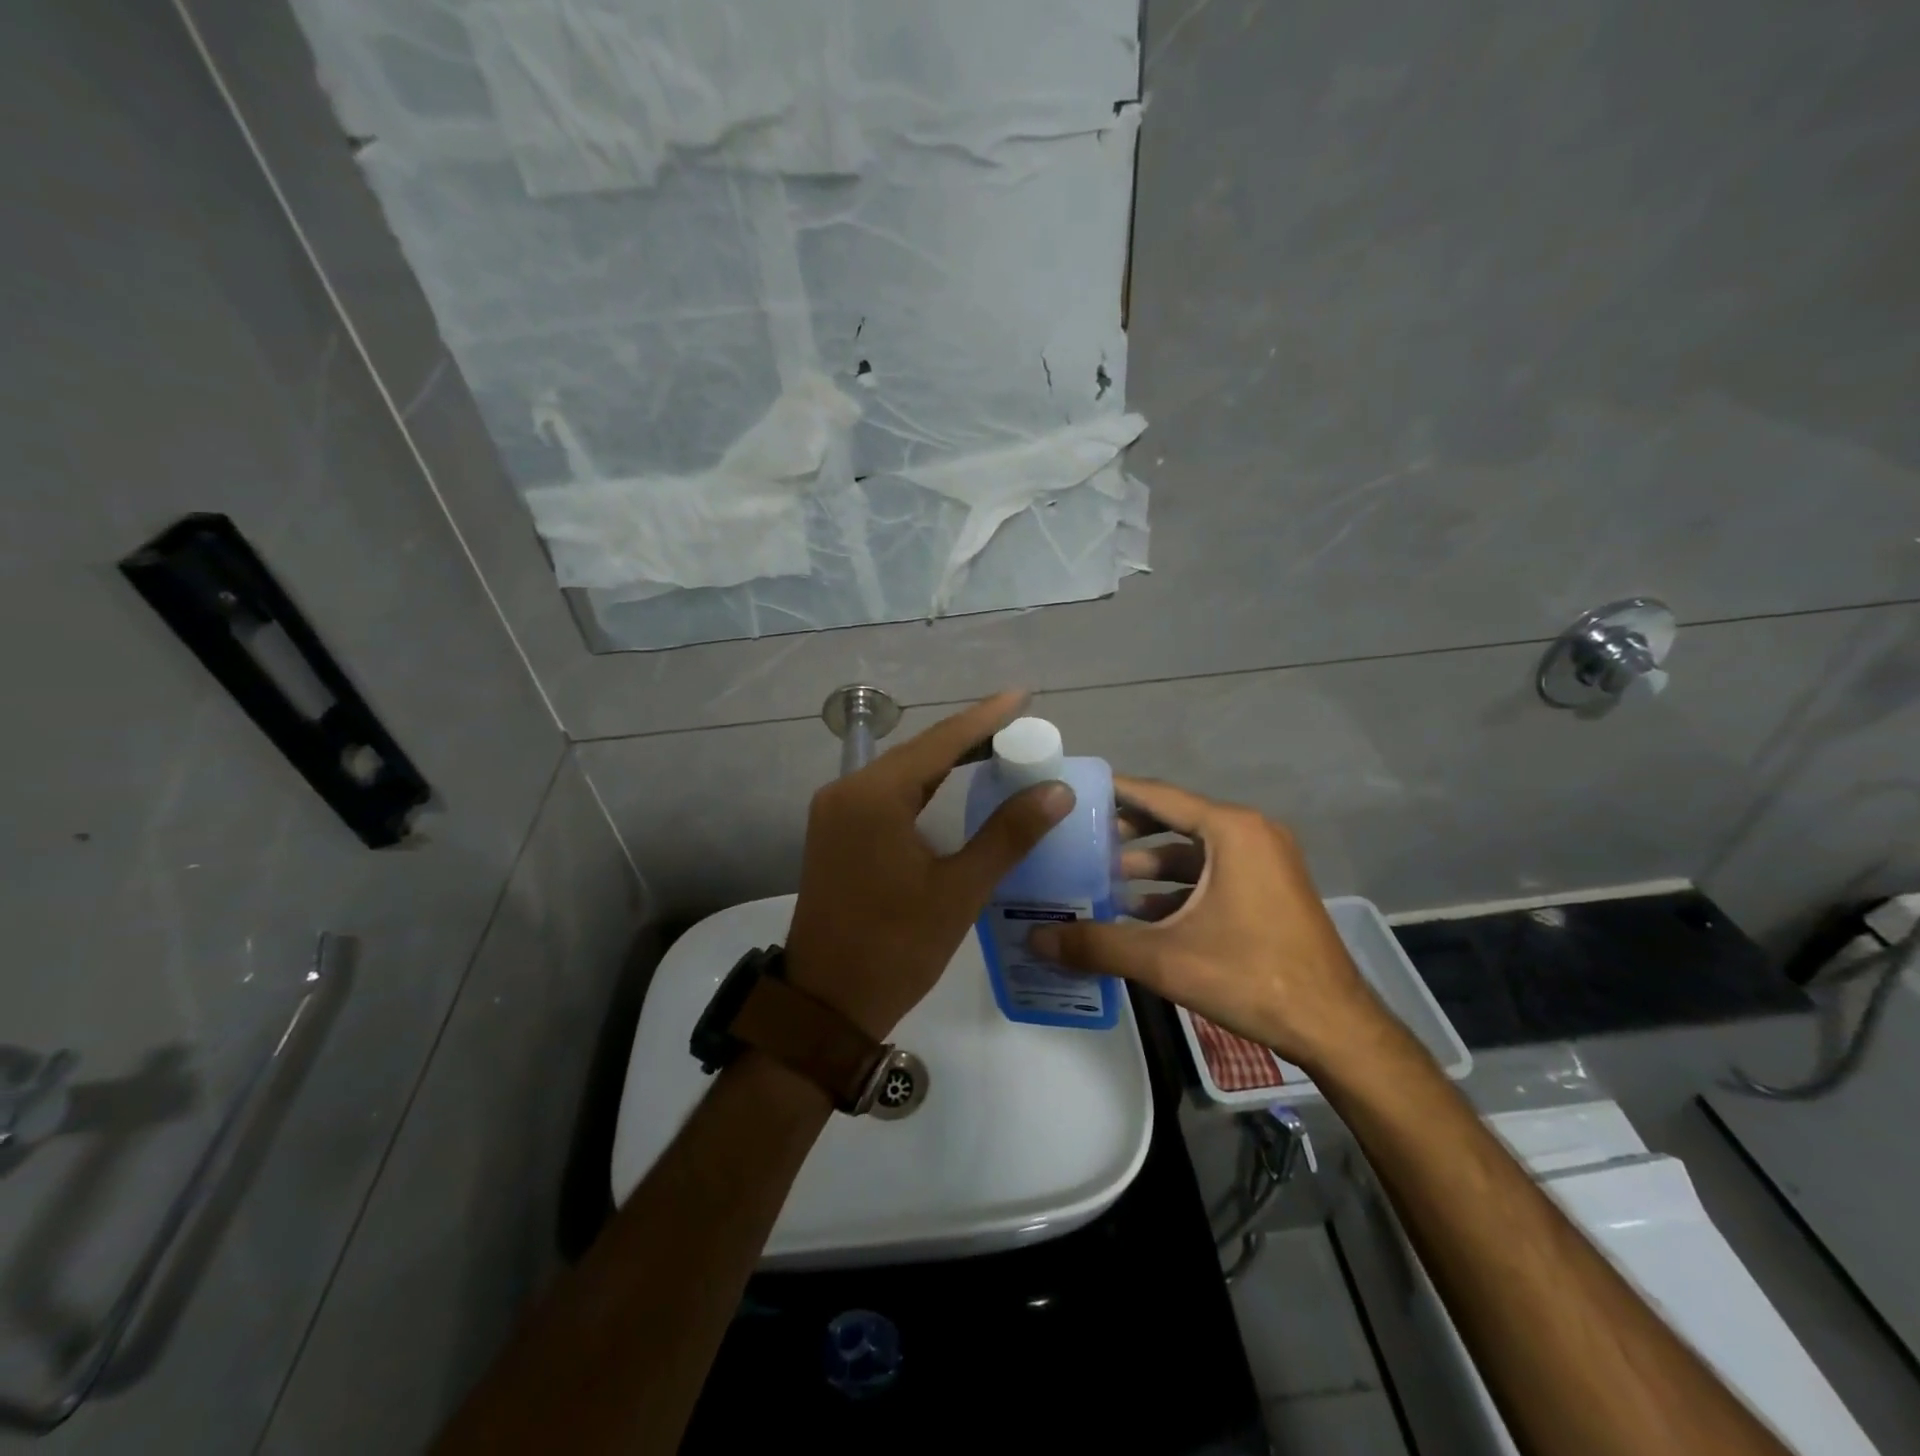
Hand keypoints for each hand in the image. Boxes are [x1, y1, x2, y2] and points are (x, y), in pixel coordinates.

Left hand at [783, 691, 1074, 1039]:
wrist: (826, 1003)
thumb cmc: (896, 947)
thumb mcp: (959, 890)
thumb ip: (1008, 835)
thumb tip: (1055, 790)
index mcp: (874, 796)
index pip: (940, 742)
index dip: (985, 718)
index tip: (1022, 696)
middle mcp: (847, 791)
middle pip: (918, 751)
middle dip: (969, 737)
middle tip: (1019, 727)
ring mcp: (836, 812)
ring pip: (901, 772)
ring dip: (946, 760)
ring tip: (996, 748)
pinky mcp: (836, 833)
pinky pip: (887, 795)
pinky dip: (923, 786)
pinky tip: (952, 786)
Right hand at [1028, 777, 1388, 1071]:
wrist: (1335, 1027)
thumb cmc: (1251, 976)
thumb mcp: (1165, 958)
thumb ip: (1097, 944)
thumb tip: (1035, 940)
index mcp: (1231, 831)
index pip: (1158, 796)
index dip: (1113, 792)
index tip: (1074, 793)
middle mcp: (1250, 833)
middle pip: (1173, 820)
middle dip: (1125, 833)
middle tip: (1079, 843)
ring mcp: (1264, 861)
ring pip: (1192, 851)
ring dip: (1148, 865)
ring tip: (1100, 881)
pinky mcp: (1269, 889)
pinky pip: (1211, 873)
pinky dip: (1175, 887)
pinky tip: (1139, 913)